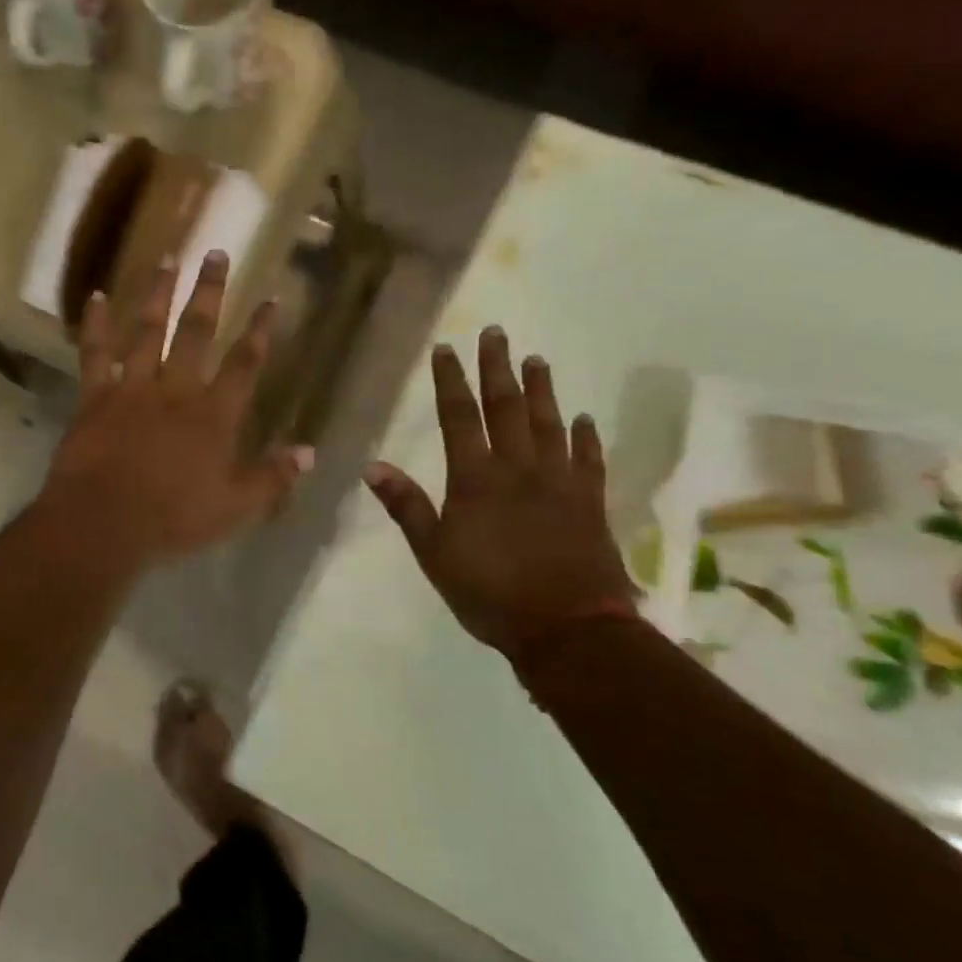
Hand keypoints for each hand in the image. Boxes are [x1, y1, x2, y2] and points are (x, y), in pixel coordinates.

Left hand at [37, 251, 313, 569]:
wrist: (103, 522)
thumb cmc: (173, 519)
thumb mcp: (235, 508)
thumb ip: (273, 478)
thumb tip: (310, 452)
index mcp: (214, 415)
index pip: (245, 363)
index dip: (260, 330)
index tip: (271, 297)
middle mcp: (176, 390)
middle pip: (197, 332)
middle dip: (210, 291)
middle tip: (217, 252)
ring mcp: (132, 388)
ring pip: (147, 330)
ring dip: (159, 293)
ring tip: (169, 258)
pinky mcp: (95, 396)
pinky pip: (95, 353)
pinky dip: (95, 324)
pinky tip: (97, 296)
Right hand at [364, 327, 632, 657]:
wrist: (567, 628)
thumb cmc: (490, 592)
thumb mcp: (433, 553)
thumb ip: (406, 506)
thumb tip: (371, 466)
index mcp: (476, 479)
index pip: (460, 417)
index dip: (451, 381)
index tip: (447, 348)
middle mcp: (519, 469)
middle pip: (507, 408)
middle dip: (498, 368)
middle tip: (496, 333)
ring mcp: (559, 483)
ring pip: (550, 424)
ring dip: (542, 390)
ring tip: (537, 360)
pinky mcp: (590, 503)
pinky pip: (588, 460)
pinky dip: (586, 436)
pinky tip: (583, 418)